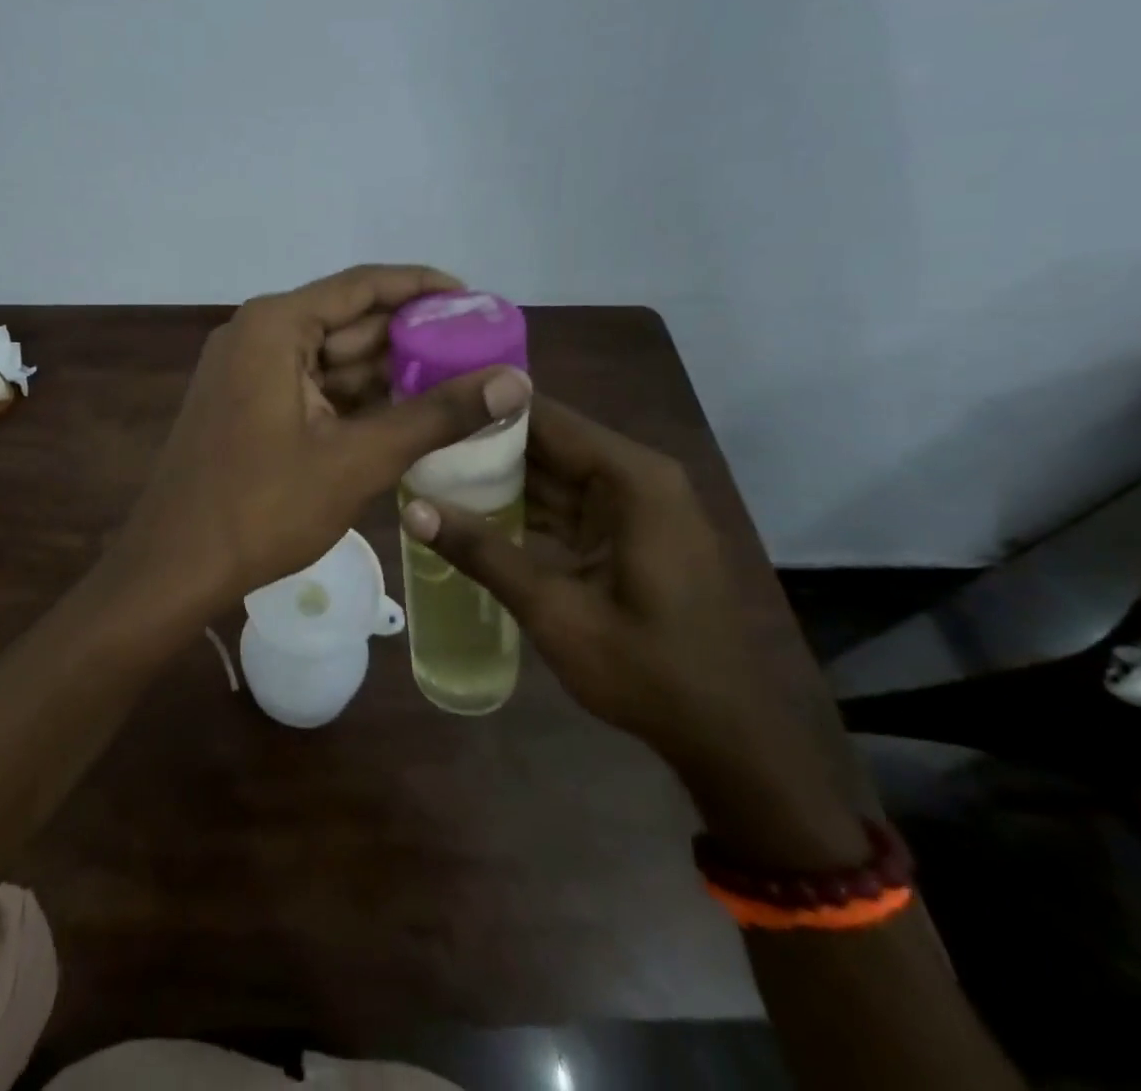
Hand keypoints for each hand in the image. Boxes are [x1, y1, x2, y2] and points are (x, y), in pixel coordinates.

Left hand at [114, 265, 532, 617]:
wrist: (175, 566)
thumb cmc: (263, 506)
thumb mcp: (358, 459)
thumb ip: (437, 415)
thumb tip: (516, 382)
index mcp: (276, 326)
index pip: (364, 286)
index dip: (424, 288)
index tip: (478, 302)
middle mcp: (258, 334)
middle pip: (349, 321)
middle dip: (412, 337)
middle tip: (480, 350)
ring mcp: (248, 371)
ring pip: (332, 358)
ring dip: (387, 372)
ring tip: (457, 382)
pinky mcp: (247, 404)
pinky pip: (312, 387)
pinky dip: (356, 398)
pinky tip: (405, 413)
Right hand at [401, 398, 862, 864]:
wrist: (727, 736)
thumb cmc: (649, 671)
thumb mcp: (556, 612)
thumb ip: (484, 554)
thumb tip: (412, 509)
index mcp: (632, 480)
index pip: (545, 417)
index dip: (485, 406)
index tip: (428, 405)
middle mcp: (637, 478)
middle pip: (547, 441)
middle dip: (483, 442)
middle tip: (416, 440)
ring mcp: (634, 506)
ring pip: (553, 473)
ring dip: (498, 476)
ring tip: (429, 468)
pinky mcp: (628, 533)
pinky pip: (565, 504)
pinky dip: (523, 507)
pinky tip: (470, 512)